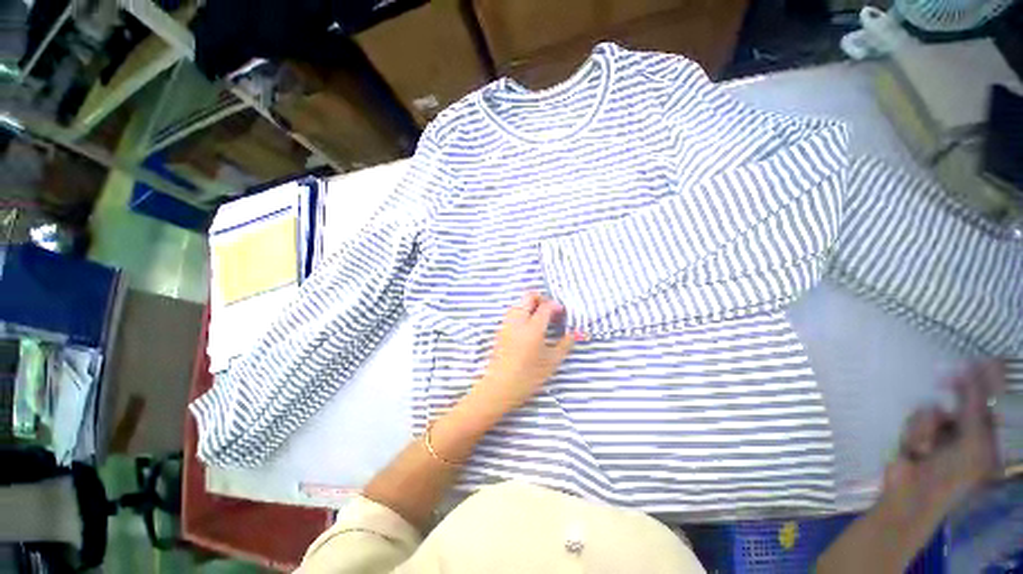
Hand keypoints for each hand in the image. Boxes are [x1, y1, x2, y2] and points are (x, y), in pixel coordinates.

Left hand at [469, 292, 578, 416]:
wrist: (500, 386)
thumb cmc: (528, 376)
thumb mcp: (551, 362)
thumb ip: (564, 345)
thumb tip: (573, 334)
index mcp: (532, 327)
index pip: (546, 306)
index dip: (556, 306)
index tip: (562, 313)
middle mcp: (518, 321)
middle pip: (528, 297)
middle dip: (541, 299)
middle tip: (550, 310)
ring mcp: (507, 324)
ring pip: (519, 303)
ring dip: (530, 305)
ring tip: (540, 317)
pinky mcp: (500, 330)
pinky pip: (512, 313)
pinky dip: (521, 312)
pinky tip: (528, 326)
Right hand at [883, 361, 1003, 525]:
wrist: (912, 496)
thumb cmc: (951, 475)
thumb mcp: (972, 442)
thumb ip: (974, 407)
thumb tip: (971, 370)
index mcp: (986, 437)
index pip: (990, 402)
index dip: (987, 381)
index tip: (982, 359)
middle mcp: (965, 432)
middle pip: (960, 402)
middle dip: (951, 397)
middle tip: (945, 377)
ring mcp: (940, 434)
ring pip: (933, 409)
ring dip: (926, 424)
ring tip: (924, 446)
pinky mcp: (917, 434)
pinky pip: (916, 419)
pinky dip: (914, 431)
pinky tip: (914, 448)